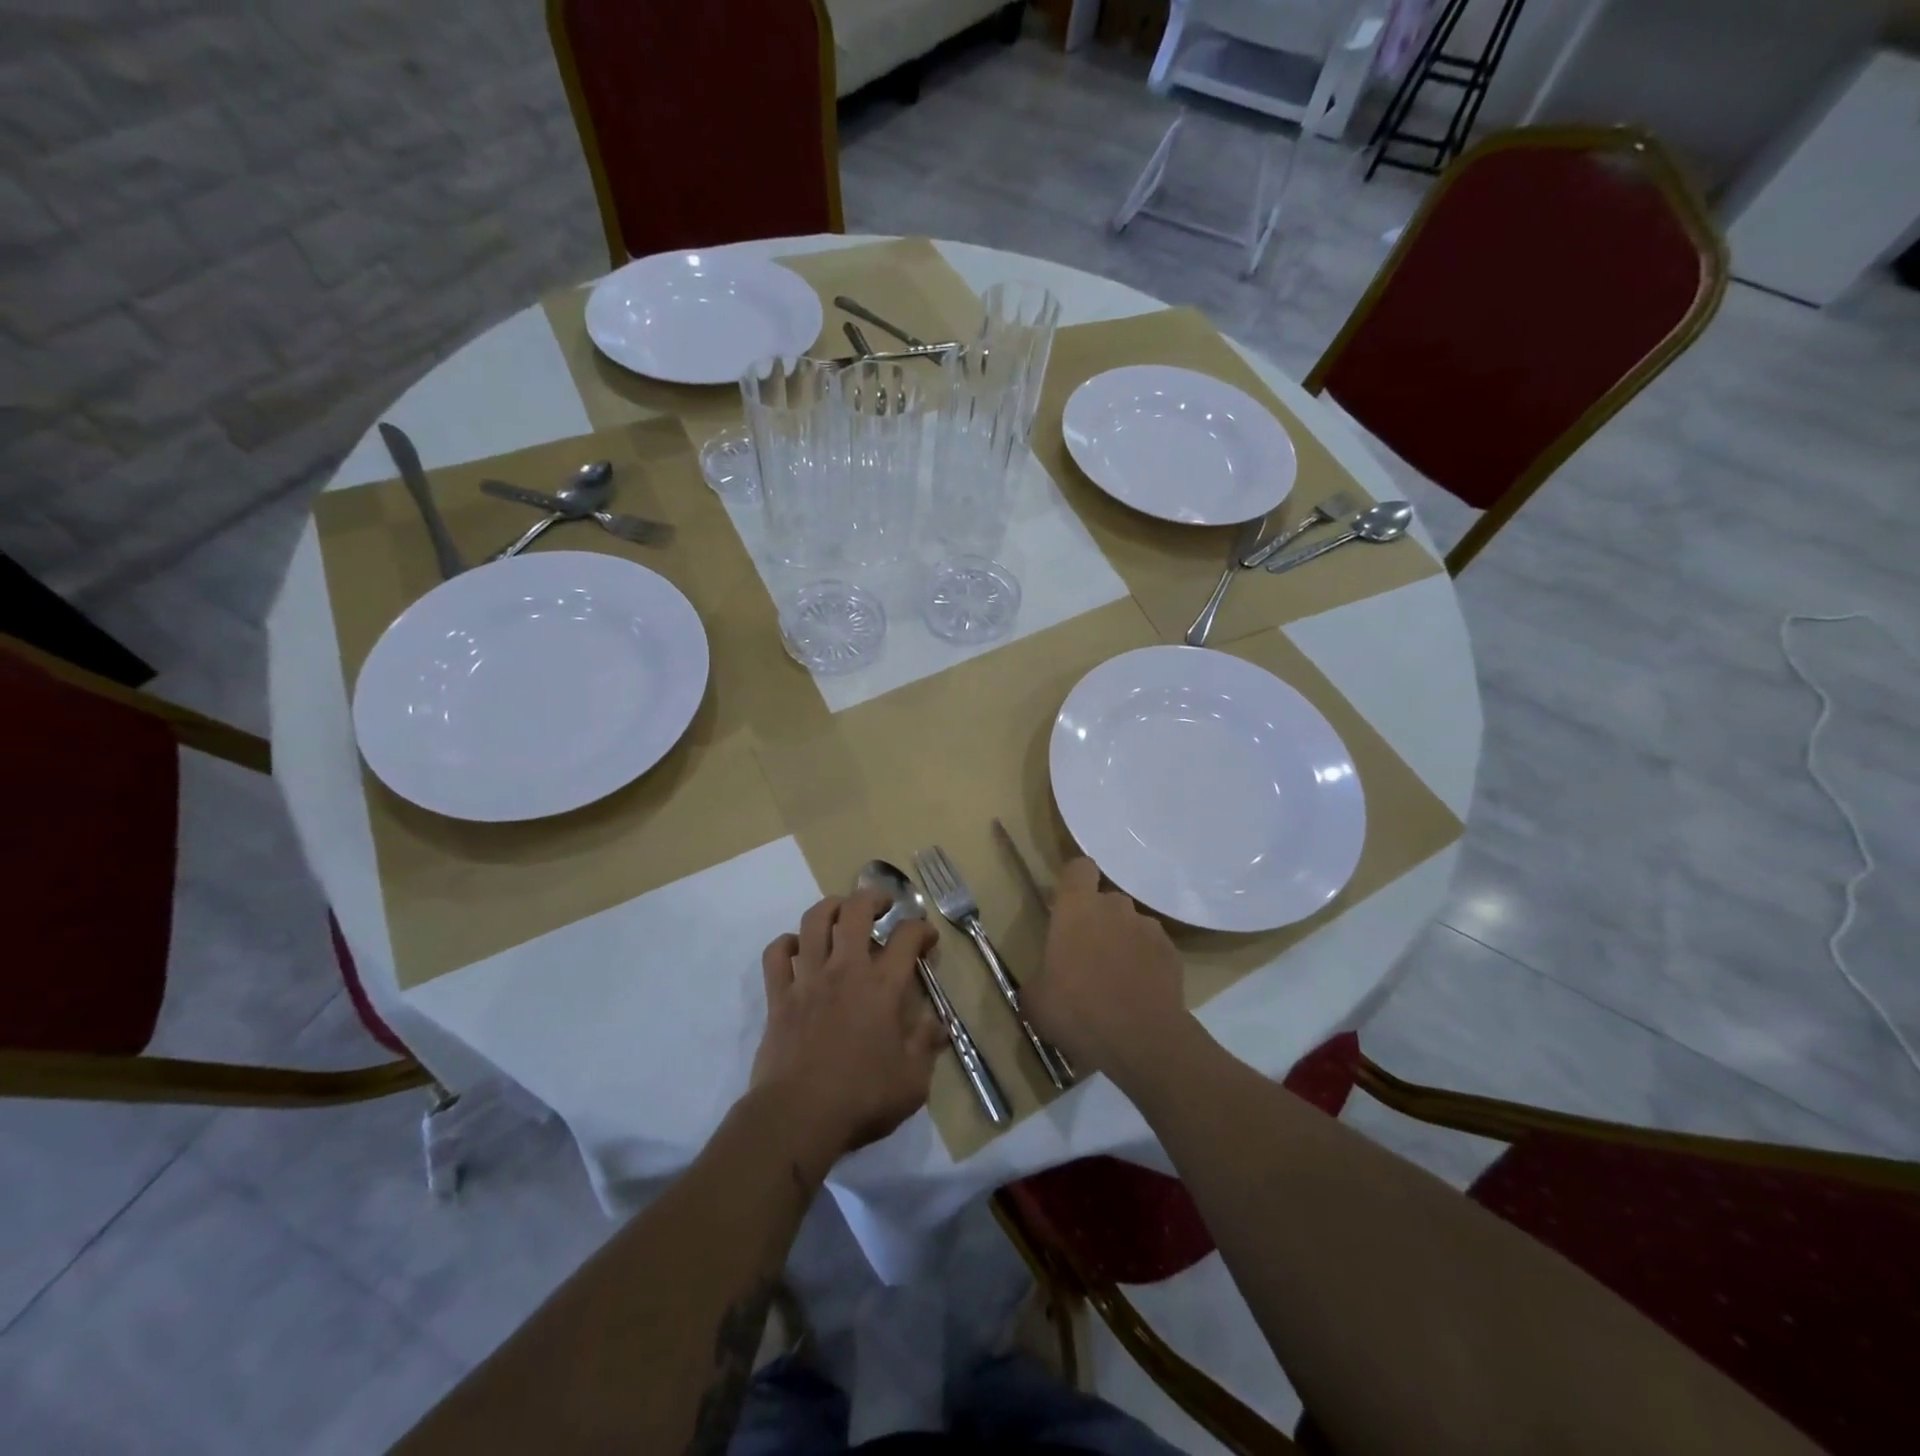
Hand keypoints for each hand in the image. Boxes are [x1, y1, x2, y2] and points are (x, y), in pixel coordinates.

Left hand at [751, 890, 944, 1180]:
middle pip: (856, 911)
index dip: (922, 929)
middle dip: (873, 897)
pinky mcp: (779, 996)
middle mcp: (845, 970)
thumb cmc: (861, 1099)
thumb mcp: (912, 1081)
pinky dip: (786, 944)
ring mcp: (808, 979)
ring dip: (830, 908)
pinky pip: (776, 955)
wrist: (798, 1116)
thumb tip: (939, 1024)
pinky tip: (797, 948)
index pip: (907, 937)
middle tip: (883, 905)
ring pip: (814, 921)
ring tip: (841, 912)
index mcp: (883, 987)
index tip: (928, 939)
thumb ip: (926, 1046)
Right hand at [1025, 858, 1187, 1086]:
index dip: (1074, 882)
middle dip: (1098, 921)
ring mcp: (1148, 928)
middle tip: (1087, 956)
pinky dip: (1146, 964)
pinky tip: (1139, 994)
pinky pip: (1153, 949)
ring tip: (1117, 980)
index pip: (1079, 868)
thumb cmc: (1077, 1010)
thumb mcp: (1036, 1001)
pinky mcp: (1173, 953)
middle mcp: (1114, 907)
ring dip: (1123, 943)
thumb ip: (1038, 980)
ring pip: (1131, 926)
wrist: (1141, 1040)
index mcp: (1076, 908)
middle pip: (1106, 900)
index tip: (1067, 906)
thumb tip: (1043, 983)